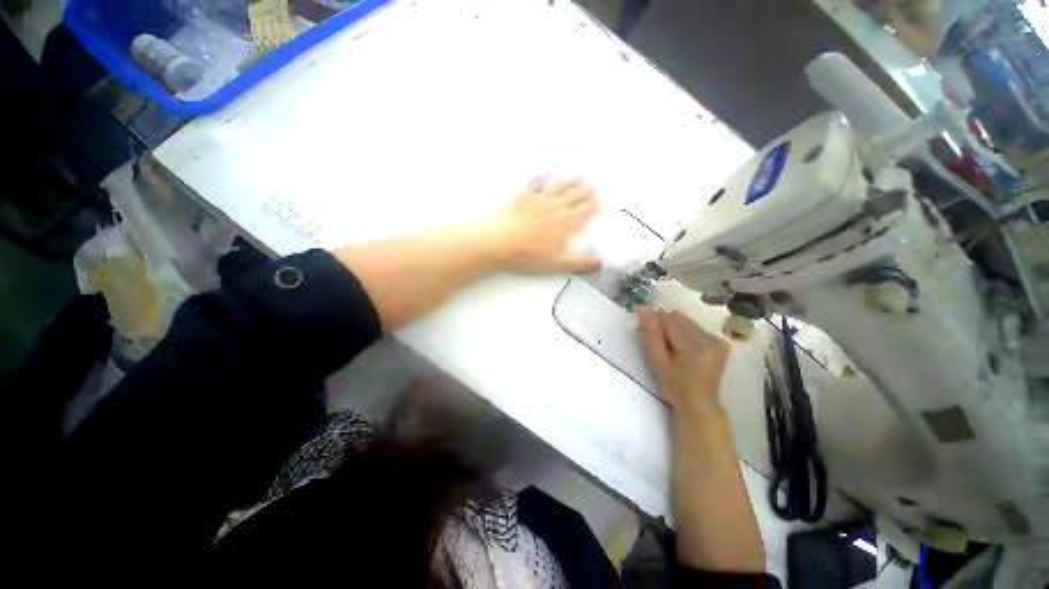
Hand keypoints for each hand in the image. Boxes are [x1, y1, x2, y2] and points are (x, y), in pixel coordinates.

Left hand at [478, 174, 601, 273]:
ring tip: (580, 175)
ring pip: (559, 187)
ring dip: (570, 181)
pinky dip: (544, 176)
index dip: (593, 207)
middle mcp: (554, 208)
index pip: (584, 212)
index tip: (600, 203)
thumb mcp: (556, 264)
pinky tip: (548, 171)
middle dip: (586, 191)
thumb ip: (579, 263)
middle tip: (595, 184)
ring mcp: (538, 200)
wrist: (499, 242)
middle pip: (574, 196)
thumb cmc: (527, 255)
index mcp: (564, 223)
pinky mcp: (523, 197)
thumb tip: (599, 264)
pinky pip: (537, 183)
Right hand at [639, 307, 729, 421]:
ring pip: (686, 321)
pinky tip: (683, 349)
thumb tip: (643, 307)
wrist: (699, 405)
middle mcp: (710, 338)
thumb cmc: (675, 387)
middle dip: (665, 326)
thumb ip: (651, 334)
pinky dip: (684, 334)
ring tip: (672, 349)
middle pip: (679, 318)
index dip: (655, 324)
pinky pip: (695, 327)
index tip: (646, 334)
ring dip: (674, 330)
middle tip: (660, 345)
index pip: (669, 319)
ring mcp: (717, 339)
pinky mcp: (720, 342)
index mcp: (696, 346)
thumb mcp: (658, 362)